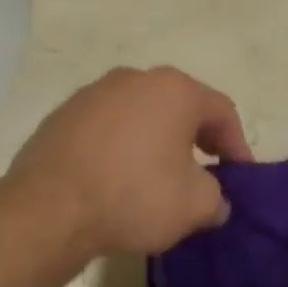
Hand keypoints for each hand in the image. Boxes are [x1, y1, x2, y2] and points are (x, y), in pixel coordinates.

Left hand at [9, 66, 251, 254]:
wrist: (48, 207)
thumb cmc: (133, 196)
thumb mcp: (194, 205)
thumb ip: (216, 198)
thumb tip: (213, 200)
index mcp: (174, 90)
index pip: (222, 111)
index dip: (237, 144)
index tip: (239, 177)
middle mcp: (134, 78)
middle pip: (179, 106)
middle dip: (196, 139)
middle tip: (204, 172)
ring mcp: (93, 93)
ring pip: (140, 114)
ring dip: (155, 140)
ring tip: (156, 177)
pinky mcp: (62, 115)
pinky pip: (106, 128)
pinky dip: (120, 147)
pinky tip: (115, 178)